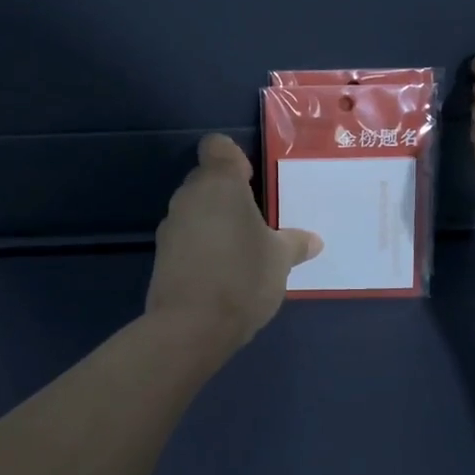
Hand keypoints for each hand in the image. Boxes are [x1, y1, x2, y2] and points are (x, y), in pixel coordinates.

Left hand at [146, 135, 322, 347]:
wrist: (190, 327)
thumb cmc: (242, 277)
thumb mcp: (280, 260)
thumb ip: (295, 244)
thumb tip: (313, 241)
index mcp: (219, 184)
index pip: (217, 147)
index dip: (233, 158)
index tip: (251, 180)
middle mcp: (189, 196)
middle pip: (206, 179)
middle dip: (228, 194)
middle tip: (255, 220)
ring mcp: (170, 226)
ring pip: (195, 209)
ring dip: (214, 221)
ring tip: (241, 249)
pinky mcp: (161, 255)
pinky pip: (187, 237)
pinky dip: (202, 245)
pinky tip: (221, 271)